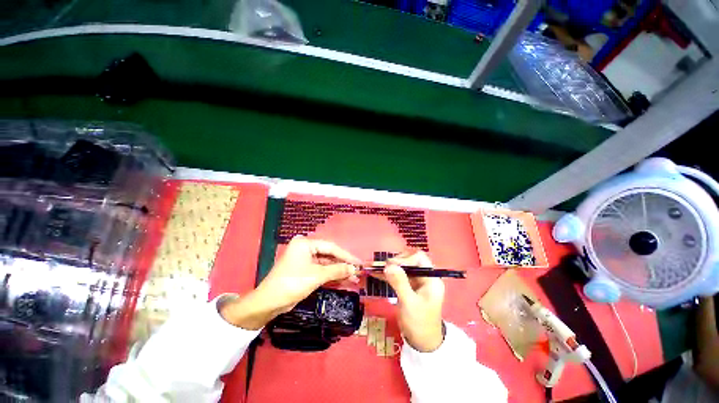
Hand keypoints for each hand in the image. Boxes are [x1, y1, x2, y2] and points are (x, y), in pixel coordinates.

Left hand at [221, 236, 359, 329]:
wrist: (268, 303)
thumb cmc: (292, 283)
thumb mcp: (316, 276)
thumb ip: (337, 270)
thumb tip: (354, 269)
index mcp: (305, 243)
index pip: (331, 247)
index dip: (346, 255)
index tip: (359, 262)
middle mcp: (305, 248)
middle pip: (329, 255)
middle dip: (343, 264)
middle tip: (358, 271)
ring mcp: (305, 260)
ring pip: (326, 264)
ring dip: (339, 271)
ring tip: (354, 278)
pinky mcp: (304, 270)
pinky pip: (321, 271)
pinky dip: (331, 276)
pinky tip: (343, 281)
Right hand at [382, 250, 444, 351]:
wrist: (422, 343)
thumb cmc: (420, 324)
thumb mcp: (409, 303)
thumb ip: (400, 283)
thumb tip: (388, 265)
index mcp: (431, 279)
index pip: (419, 258)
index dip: (405, 259)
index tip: (391, 265)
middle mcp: (424, 277)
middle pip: (409, 260)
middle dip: (395, 262)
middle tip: (383, 267)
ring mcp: (416, 281)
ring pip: (402, 267)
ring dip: (389, 267)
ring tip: (375, 267)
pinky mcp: (408, 286)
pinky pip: (397, 276)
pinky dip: (387, 274)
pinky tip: (375, 273)